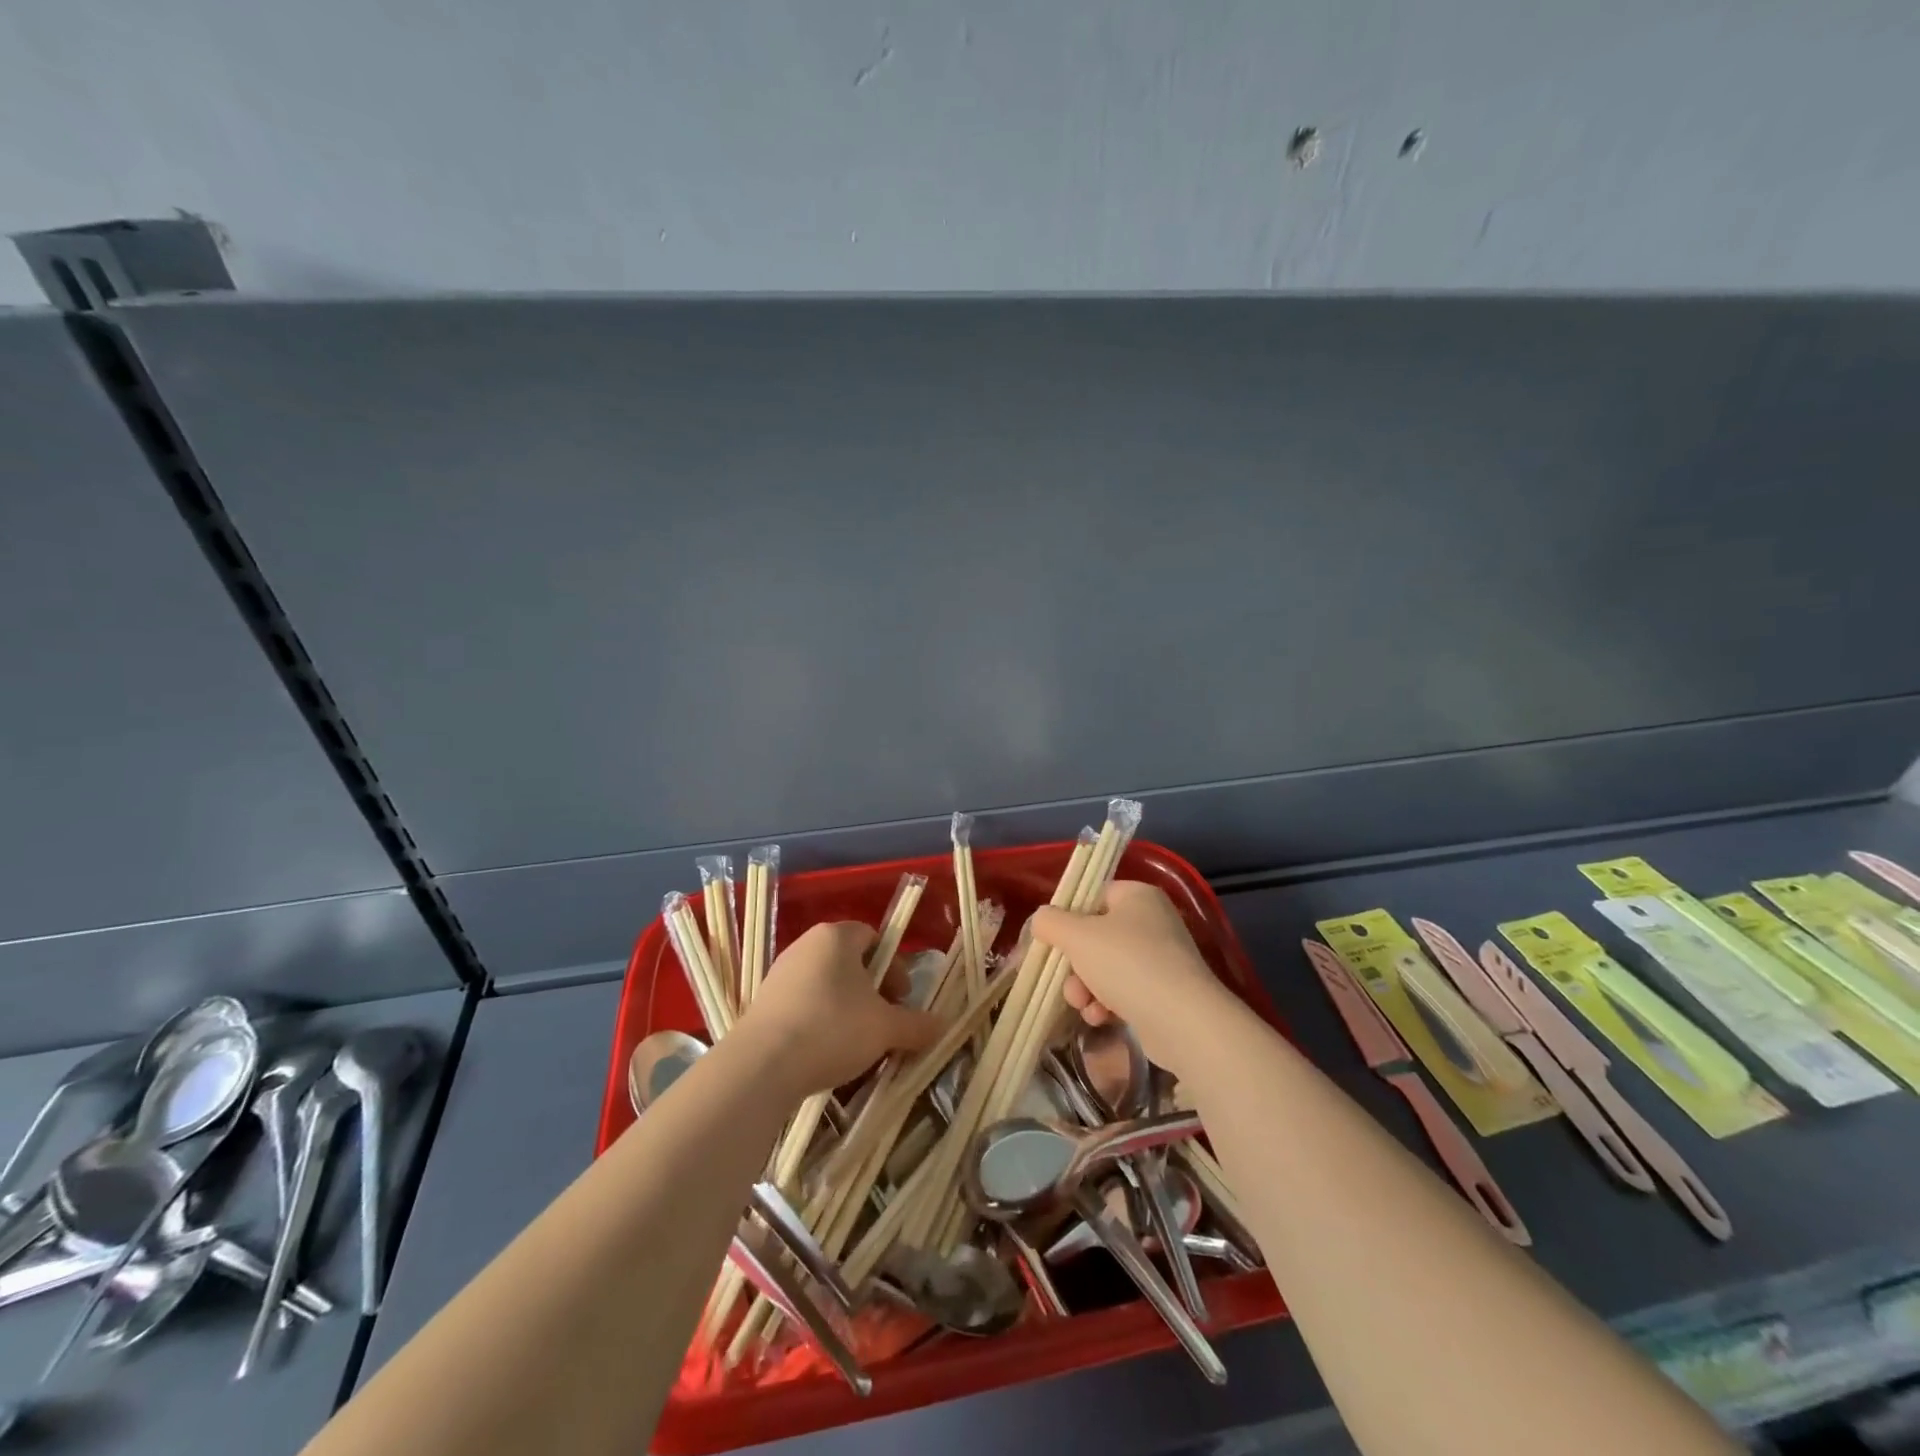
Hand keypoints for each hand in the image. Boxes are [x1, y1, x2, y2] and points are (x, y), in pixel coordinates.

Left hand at [734, 922, 942, 1097]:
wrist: (762, 1066)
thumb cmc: (833, 1029)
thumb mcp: (886, 1028)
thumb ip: (916, 1024)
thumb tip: (943, 1025)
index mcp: (836, 936)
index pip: (874, 937)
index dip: (895, 966)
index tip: (901, 999)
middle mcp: (806, 945)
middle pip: (850, 961)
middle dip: (872, 990)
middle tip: (884, 1022)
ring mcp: (780, 973)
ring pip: (826, 984)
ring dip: (847, 1008)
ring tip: (857, 1043)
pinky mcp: (763, 1003)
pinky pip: (803, 1004)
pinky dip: (820, 1021)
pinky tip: (826, 1052)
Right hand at [1031, 880, 1241, 1075]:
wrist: (1183, 1021)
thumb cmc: (1127, 964)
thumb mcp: (1077, 936)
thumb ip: (1050, 922)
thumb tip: (1041, 920)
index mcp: (1136, 895)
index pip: (1091, 896)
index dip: (1067, 918)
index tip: (1051, 942)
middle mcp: (1152, 920)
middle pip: (1095, 936)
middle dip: (1074, 964)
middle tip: (1067, 982)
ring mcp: (1161, 957)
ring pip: (1106, 967)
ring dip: (1086, 987)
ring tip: (1084, 1005)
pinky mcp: (1165, 991)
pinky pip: (1124, 990)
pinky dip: (1107, 1003)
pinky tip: (1101, 1018)